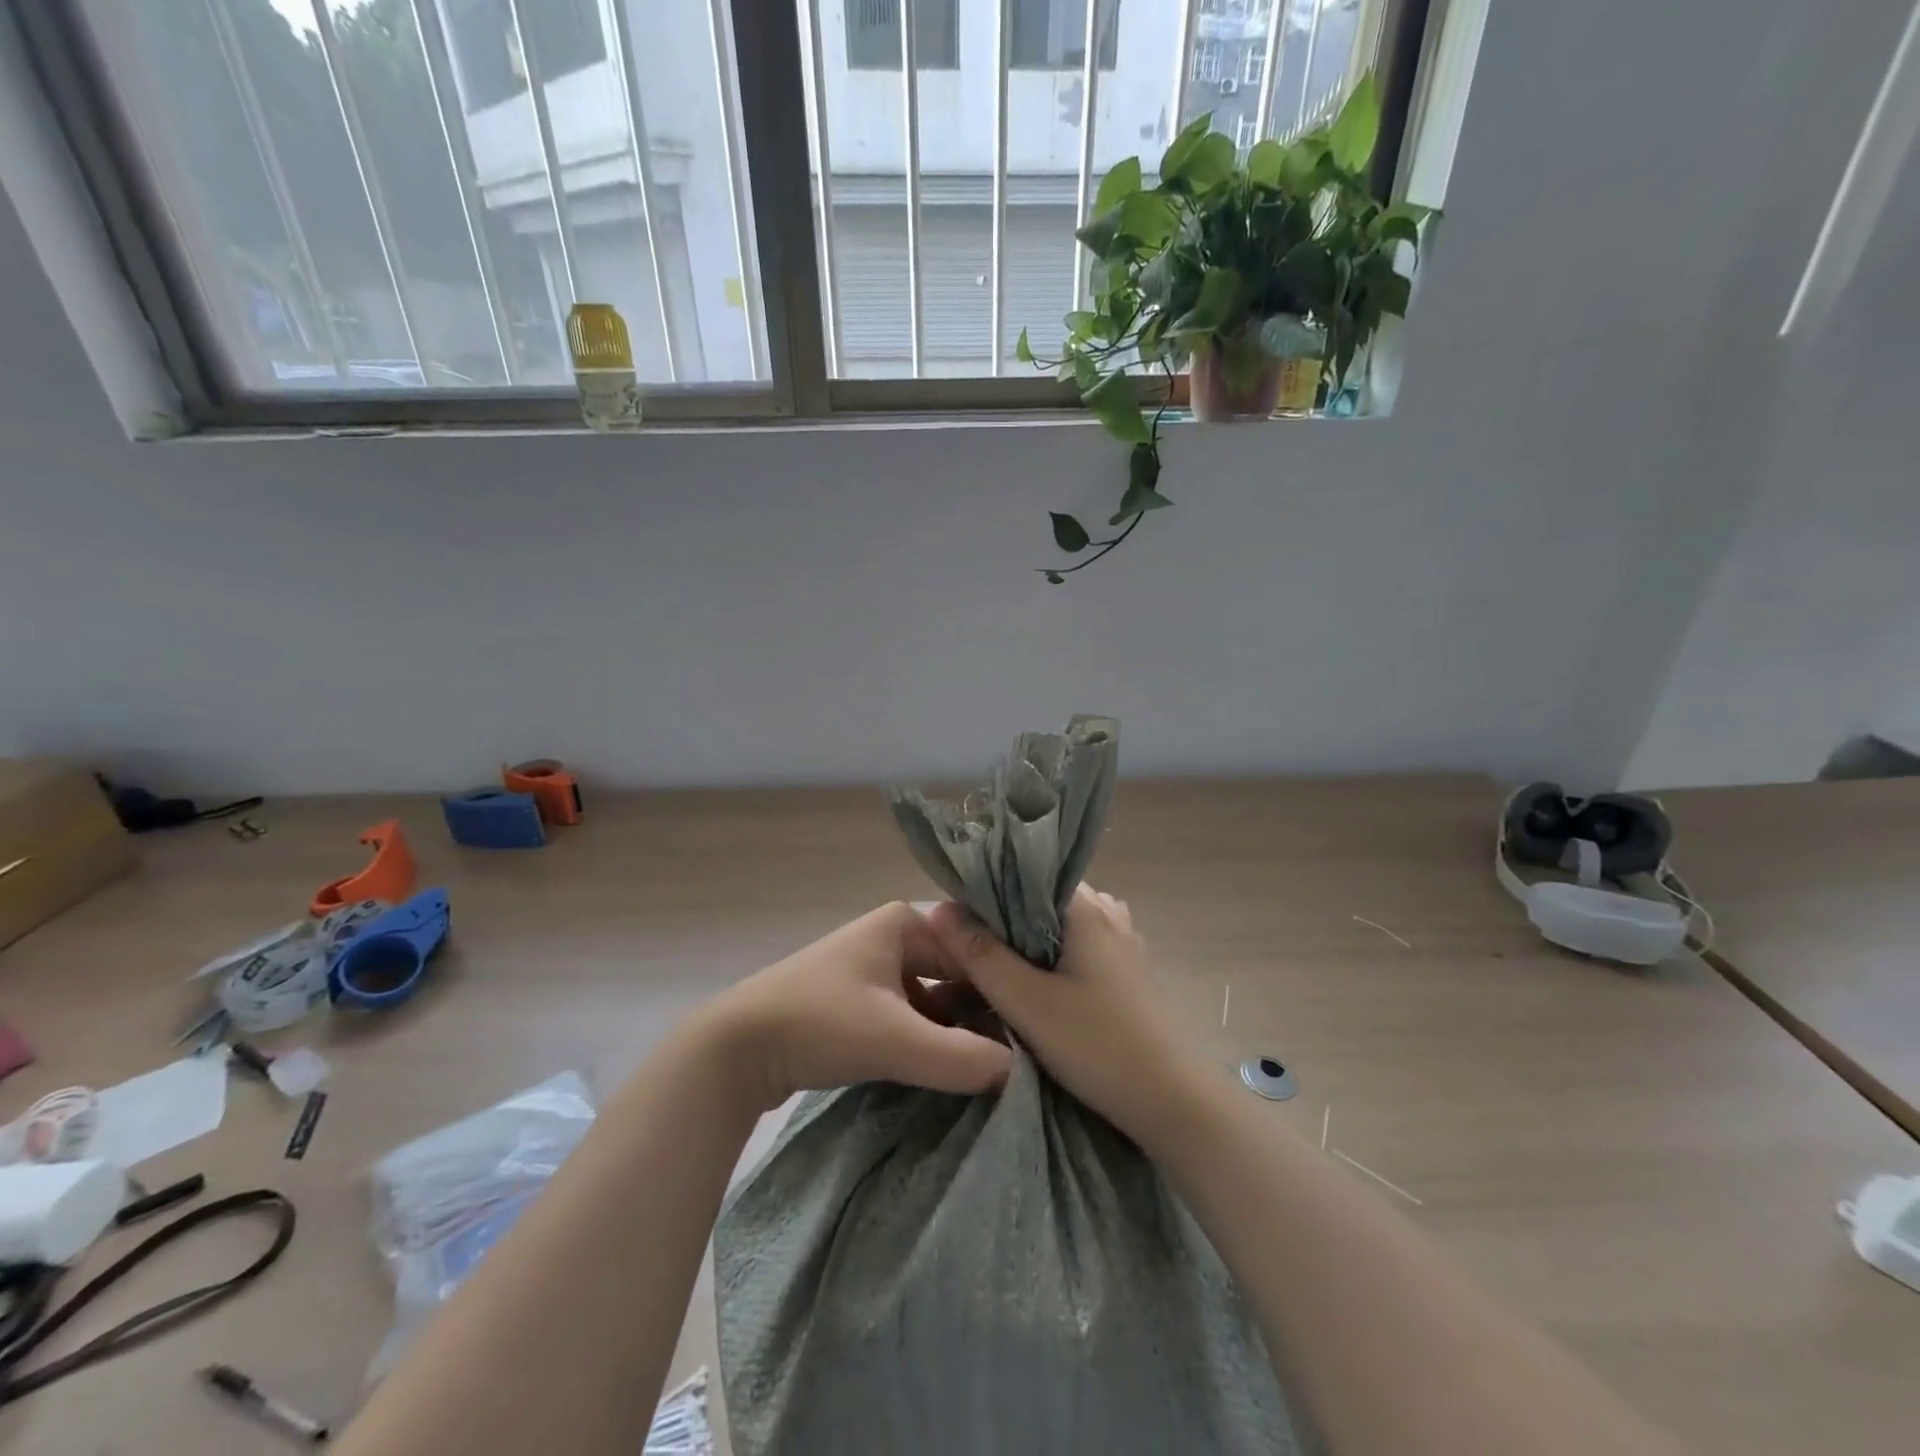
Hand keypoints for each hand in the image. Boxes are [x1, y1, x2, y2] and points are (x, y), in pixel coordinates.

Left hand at [702, 902, 1012, 1112]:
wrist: (734, 1049)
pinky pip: (910, 1016)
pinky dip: (929, 1040)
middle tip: (1021, 1058)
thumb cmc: (819, 1023)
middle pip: (955, 977)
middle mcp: (893, 937)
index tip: (1036, 1032)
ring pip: (933, 1000)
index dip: (1003, 993)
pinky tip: (950, 1070)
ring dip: (955, 1032)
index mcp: (905, 922)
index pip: (974, 954)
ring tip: (992, 1069)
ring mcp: (874, 969)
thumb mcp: (895, 1041)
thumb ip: (961, 1058)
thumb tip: (1020, 1072)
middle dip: (981, 1015)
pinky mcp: (858, 1002)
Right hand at [929, 885, 1208, 1149]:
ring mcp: (1124, 940)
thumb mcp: (1028, 1003)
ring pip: (1061, 925)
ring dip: (1030, 940)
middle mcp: (1107, 911)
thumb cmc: (1098, 1045)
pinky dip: (1056, 956)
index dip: (984, 893)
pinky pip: (1081, 946)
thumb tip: (937, 910)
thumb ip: (981, 955)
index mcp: (1084, 906)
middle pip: (1041, 900)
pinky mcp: (1130, 971)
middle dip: (1004, 920)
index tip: (954, 917)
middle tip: (968, 947)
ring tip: (997, 964)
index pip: (1023, 876)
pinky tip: (1039, 982)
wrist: (1176, 1102)